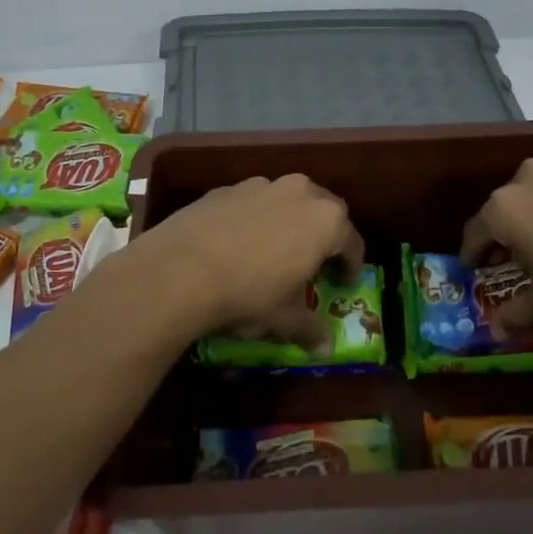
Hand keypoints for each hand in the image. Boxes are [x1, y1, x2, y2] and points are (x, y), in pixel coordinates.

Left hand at [127, 174, 364, 345]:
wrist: (180, 269)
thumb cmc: (249, 293)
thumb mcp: (284, 319)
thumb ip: (310, 329)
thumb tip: (325, 347)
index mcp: (326, 220)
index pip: (352, 242)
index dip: (351, 265)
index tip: (344, 283)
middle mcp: (299, 192)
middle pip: (324, 211)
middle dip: (324, 236)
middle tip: (314, 263)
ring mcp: (260, 185)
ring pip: (287, 202)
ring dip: (289, 223)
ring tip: (274, 251)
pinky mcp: (226, 188)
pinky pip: (253, 203)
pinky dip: (255, 220)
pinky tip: (238, 245)